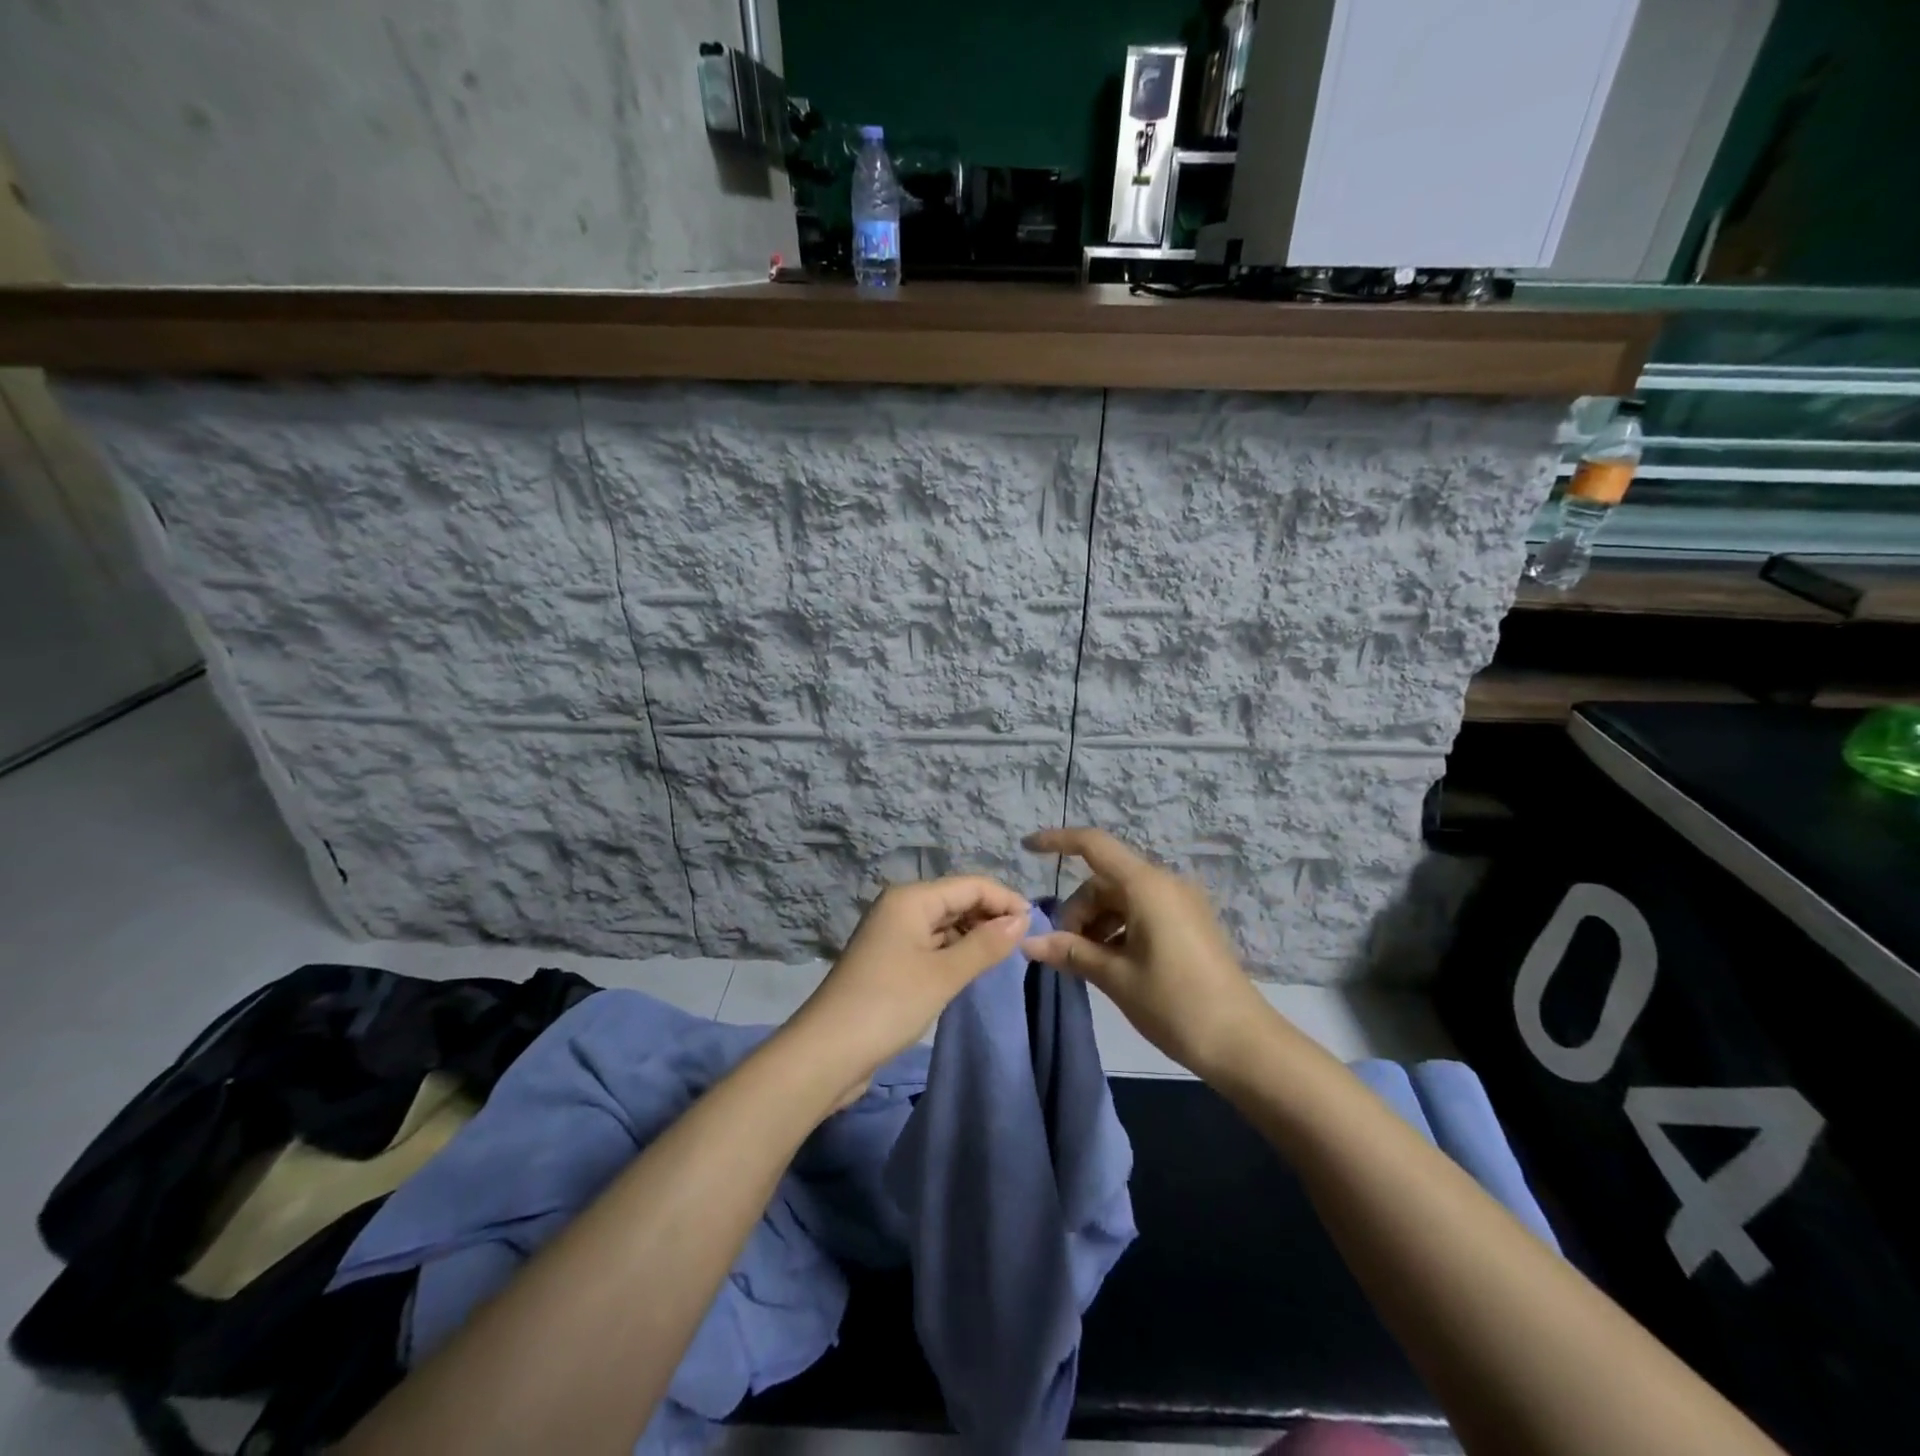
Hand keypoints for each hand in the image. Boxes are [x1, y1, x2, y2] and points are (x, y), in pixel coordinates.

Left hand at [792, 876, 1030, 1086]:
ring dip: (973, 935)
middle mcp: (900, 907)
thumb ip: (985, 945)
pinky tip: (973, 968)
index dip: (1005, 899)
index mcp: (911, 898)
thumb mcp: (943, 974)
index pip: (970, 884)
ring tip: (1004, 957)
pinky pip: (932, 944)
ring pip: (945, 923)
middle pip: (956, 899)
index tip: (1035, 926)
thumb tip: (1021, 919)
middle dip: (990, 916)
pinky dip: (955, 951)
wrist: (827, 1052)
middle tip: (1023, 945)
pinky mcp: (890, 960)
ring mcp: (893, 934)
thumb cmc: (888, 1004)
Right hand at [1023, 828, 1269, 1079]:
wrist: (1243, 1043)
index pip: (1094, 845)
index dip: (1058, 841)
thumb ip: (1071, 952)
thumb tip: (1029, 943)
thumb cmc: (1175, 1004)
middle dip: (1078, 909)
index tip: (1026, 848)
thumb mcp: (1116, 977)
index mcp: (1147, 886)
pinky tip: (1112, 962)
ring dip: (1097, 923)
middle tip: (1063, 951)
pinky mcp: (1190, 924)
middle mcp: (1165, 884)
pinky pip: (1143, 912)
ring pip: (1123, 898)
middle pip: (1105, 880)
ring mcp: (1181, 904)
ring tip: (1086, 963)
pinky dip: (1119, 929)